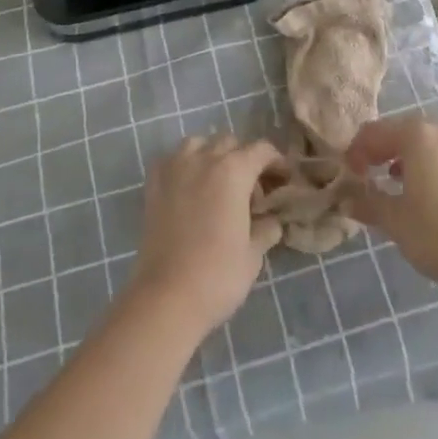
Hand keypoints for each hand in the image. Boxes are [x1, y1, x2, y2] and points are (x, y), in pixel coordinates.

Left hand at [130, 135, 283, 334]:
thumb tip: (272, 220)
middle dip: (244, 159)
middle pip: (230, 142)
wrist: (167, 296)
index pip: (261, 150)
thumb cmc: (217, 275)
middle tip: (250, 190)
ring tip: (217, 183)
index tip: (282, 179)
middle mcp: (205, 158)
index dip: (276, 161)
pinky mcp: (154, 182)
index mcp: (234, 171)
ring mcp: (176, 167)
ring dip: (212, 155)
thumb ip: (266, 228)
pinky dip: (184, 164)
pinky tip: (188, 186)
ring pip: (199, 143)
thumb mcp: (253, 254)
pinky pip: (173, 158)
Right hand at [345, 116, 437, 289]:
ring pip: (422, 141)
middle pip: (399, 131)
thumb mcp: (394, 220)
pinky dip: (425, 163)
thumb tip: (345, 198)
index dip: (356, 151)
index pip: (374, 133)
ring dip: (402, 155)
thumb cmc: (437, 233)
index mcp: (415, 134)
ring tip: (391, 180)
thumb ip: (367, 202)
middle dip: (379, 150)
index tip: (347, 175)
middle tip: (366, 174)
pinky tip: (422, 189)